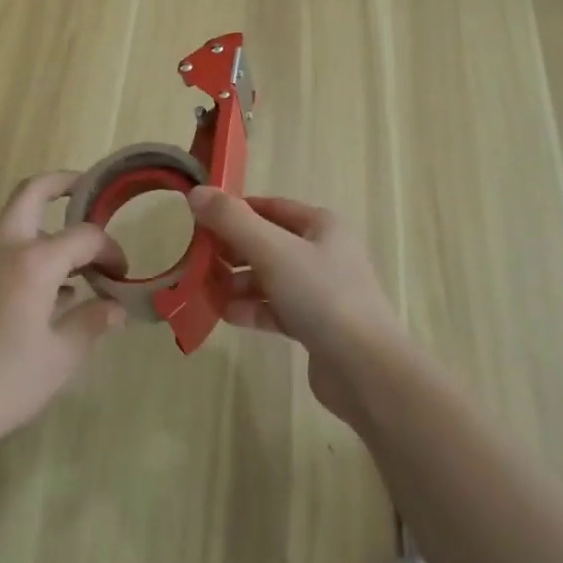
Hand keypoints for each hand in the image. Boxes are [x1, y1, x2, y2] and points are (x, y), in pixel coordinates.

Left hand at [0, 171, 126, 456]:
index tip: (121, 273)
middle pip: (32, 192)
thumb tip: (115, 307)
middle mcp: (3, 248)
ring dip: (46, 226)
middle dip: (63, 183)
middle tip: (89, 192)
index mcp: (33, 262)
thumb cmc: (2, 385)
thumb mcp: (60, 359)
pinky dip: (28, 254)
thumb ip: (92, 324)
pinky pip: (2, 251)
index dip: (109, 249)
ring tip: (75, 261)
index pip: (84, 236)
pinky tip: (45, 295)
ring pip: (16, 222)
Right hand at [188, 187, 404, 425]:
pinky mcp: (317, 326)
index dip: (236, 211)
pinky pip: (277, 309)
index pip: (270, 207)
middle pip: (268, 242)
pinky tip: (227, 315)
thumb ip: (232, 221)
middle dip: (233, 250)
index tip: (201, 221)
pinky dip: (252, 309)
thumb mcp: (272, 250)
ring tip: (206, 290)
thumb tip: (197, 192)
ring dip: (239, 282)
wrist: (365, 370)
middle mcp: (324, 252)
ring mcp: (322, 291)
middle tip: (198, 258)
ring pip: (271, 277)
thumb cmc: (321, 296)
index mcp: (321, 225)